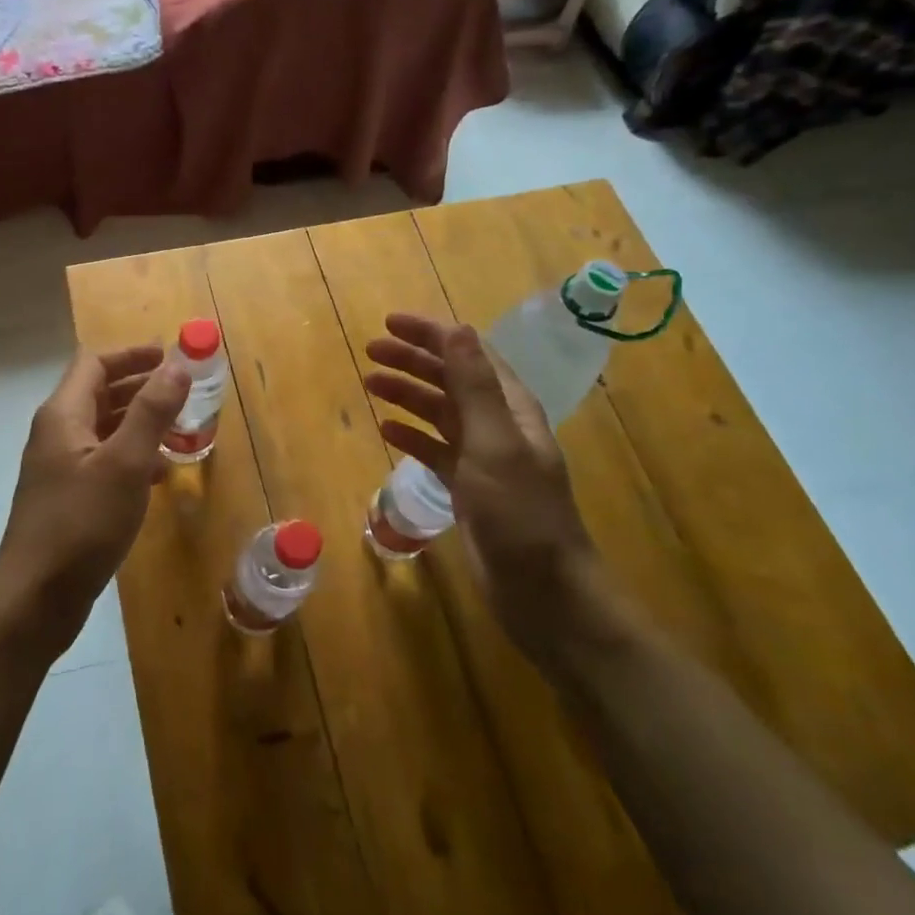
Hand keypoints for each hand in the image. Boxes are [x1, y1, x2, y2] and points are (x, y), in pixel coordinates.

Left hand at [0, 345, 190, 657]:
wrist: (35, 599)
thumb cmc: (82, 524)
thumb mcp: (125, 463)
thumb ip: (152, 412)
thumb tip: (177, 365)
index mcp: (63, 415)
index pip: (95, 363)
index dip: (132, 354)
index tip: (171, 356)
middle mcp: (57, 434)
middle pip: (99, 393)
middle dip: (140, 387)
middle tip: (183, 390)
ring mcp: (60, 468)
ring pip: (104, 429)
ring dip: (139, 423)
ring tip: (180, 429)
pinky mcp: (67, 498)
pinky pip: (103, 461)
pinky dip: (132, 457)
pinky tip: (159, 475)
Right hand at [364, 313, 594, 663]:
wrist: (543, 591)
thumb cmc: (520, 513)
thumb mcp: (494, 443)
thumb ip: (474, 386)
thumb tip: (457, 328)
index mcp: (511, 407)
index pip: (469, 354)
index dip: (432, 334)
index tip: (390, 323)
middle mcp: (499, 425)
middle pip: (451, 379)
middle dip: (412, 360)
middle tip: (371, 351)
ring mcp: (484, 458)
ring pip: (439, 413)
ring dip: (407, 394)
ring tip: (370, 383)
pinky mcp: (470, 489)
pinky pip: (436, 451)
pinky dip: (413, 437)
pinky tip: (387, 431)